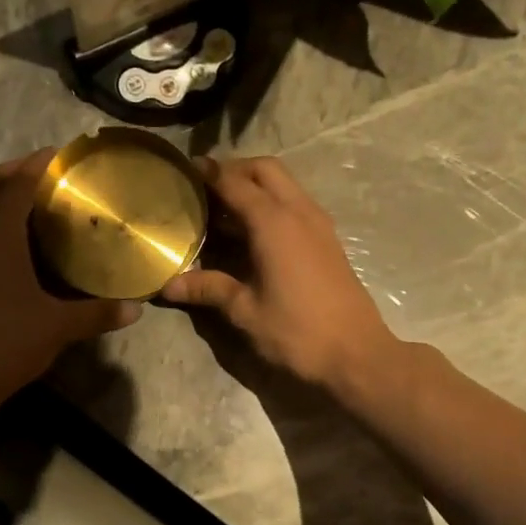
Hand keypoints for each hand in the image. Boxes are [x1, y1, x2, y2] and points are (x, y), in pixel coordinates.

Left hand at [0, 150, 140, 404]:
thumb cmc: (6, 342)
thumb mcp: (58, 327)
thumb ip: (98, 313)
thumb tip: (136, 308)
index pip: (17, 183)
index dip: (39, 164)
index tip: (63, 154)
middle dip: (15, 171)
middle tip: (50, 176)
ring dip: (3, 194)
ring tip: (42, 202)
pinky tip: (25, 241)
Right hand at [162, 156, 397, 392]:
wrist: (357, 355)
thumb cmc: (297, 332)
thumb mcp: (245, 311)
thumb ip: (208, 288)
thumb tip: (168, 284)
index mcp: (274, 223)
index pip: (235, 182)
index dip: (208, 172)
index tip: (184, 169)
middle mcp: (298, 212)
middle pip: (265, 170)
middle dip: (235, 170)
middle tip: (205, 188)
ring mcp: (318, 224)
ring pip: (285, 184)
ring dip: (255, 186)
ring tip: (224, 210)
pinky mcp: (328, 240)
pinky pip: (296, 204)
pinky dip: (272, 204)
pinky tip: (253, 233)